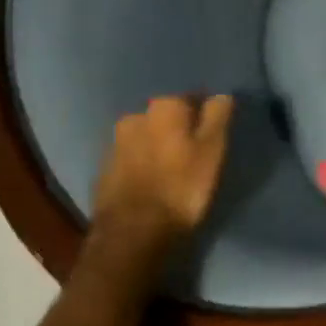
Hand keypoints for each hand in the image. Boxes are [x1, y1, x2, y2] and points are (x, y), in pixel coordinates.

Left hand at [92, 94, 234, 245]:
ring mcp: (115, 143)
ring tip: (171, 170)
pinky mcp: (104, 169)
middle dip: (178, 129)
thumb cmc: (181, 187)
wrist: (132, 231)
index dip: (205, 116)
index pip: (192, 99)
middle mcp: (135, 116)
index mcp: (164, 107)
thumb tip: (222, 94)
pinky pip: (130, 159)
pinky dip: (141, 165)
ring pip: (145, 137)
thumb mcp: (212, 151)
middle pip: (165, 117)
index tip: (213, 135)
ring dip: (157, 146)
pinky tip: (151, 182)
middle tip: (193, 153)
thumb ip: (217, 117)